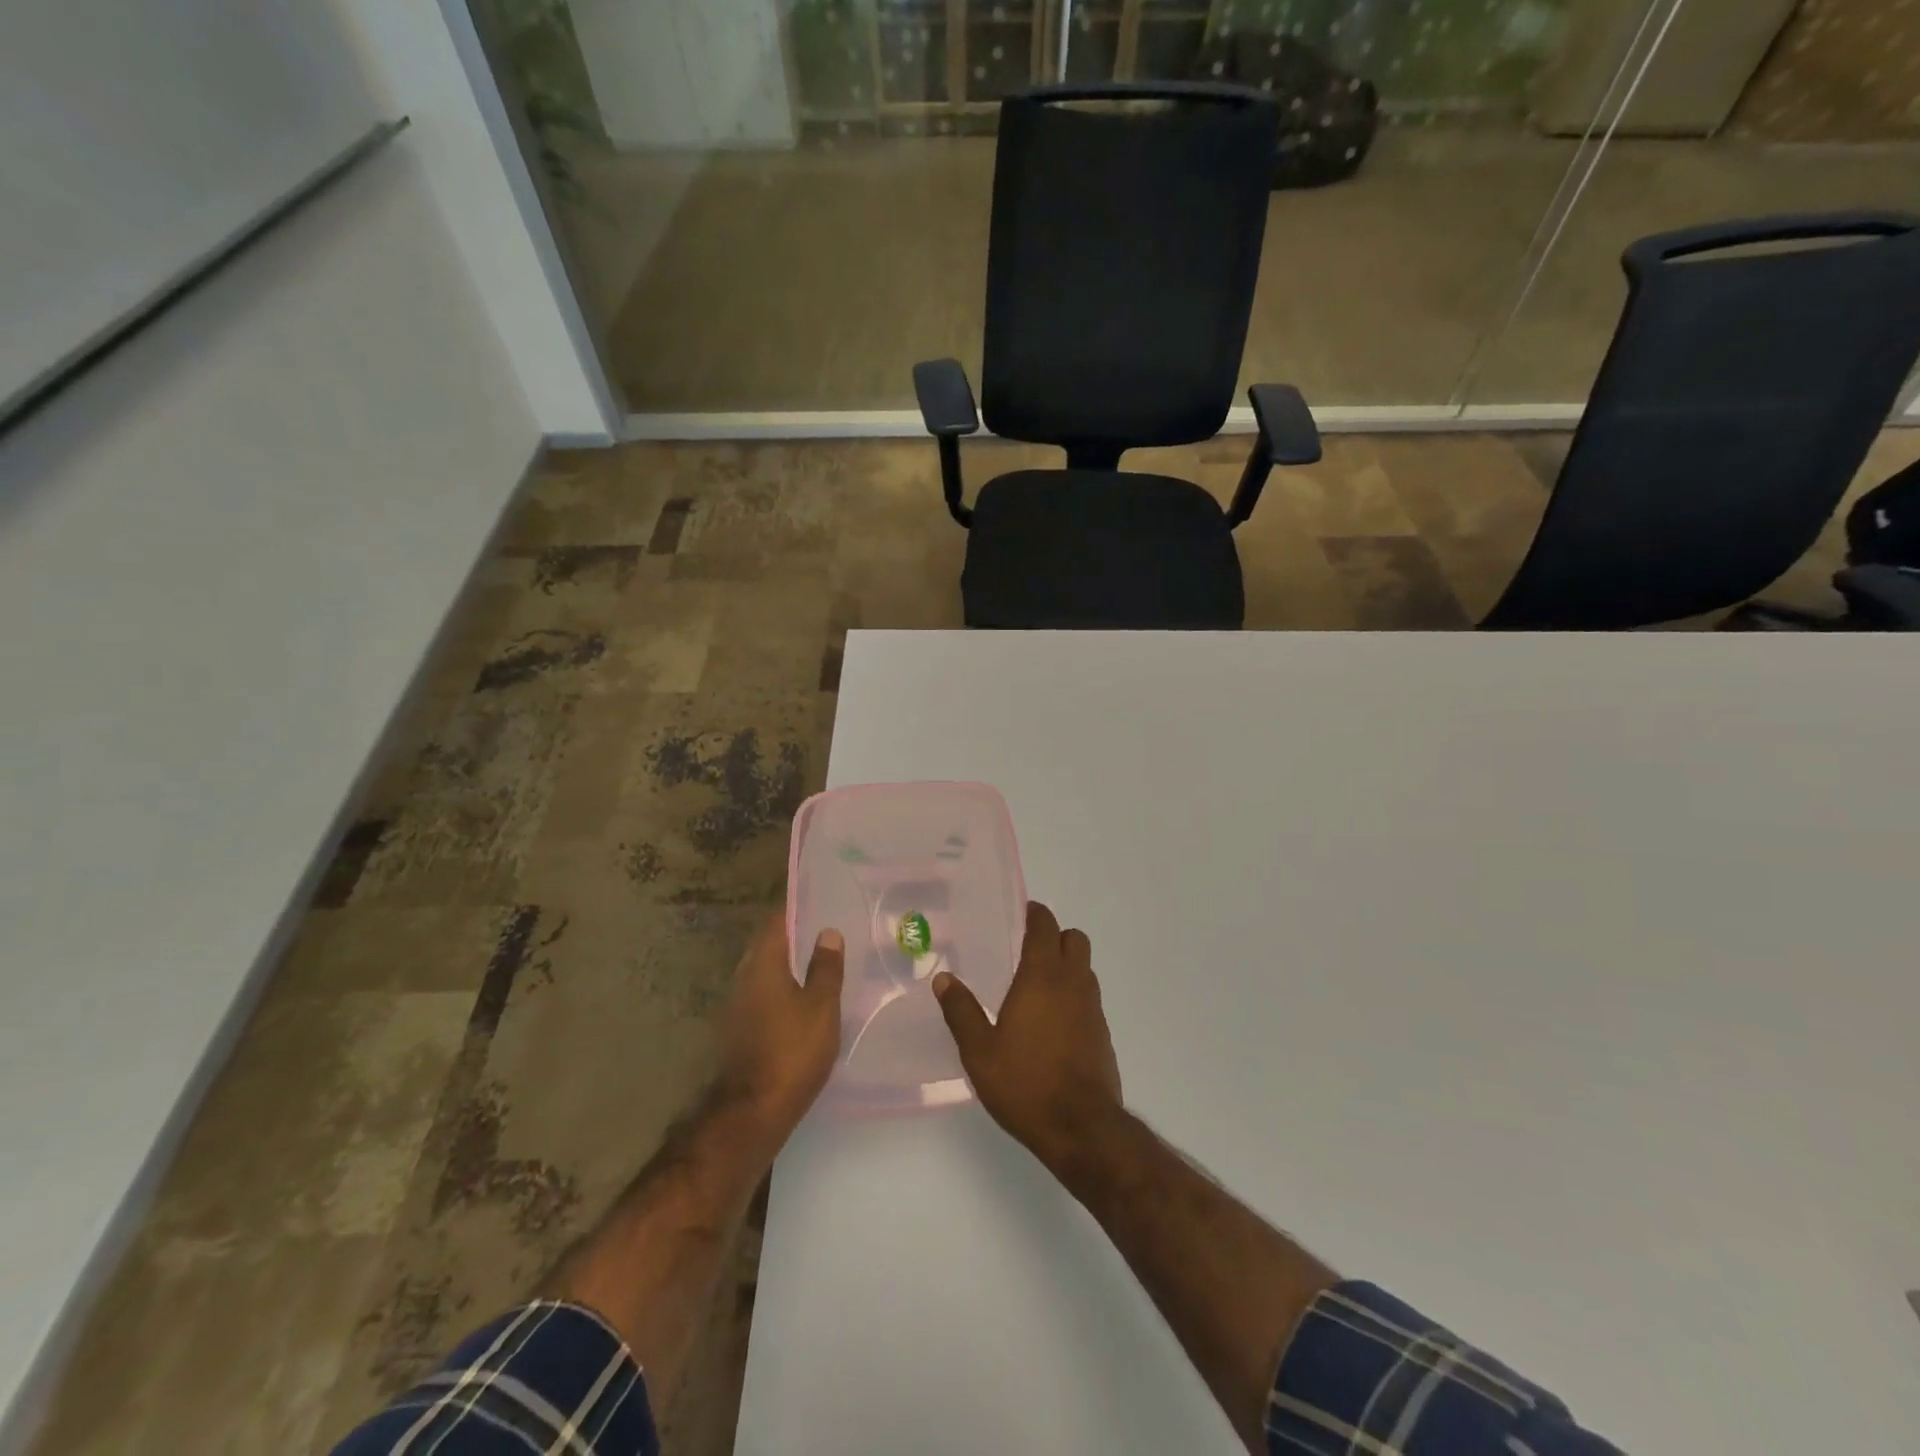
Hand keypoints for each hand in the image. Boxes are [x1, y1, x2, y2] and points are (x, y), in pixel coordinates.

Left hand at [715, 912, 844, 1143]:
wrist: (753, 1111)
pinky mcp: (739, 1028)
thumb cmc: (792, 1051)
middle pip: (769, 944)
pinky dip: (783, 986)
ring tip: (822, 961)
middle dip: (796, 935)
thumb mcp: (821, 1006)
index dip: (798, 908)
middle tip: (828, 929)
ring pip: (766, 970)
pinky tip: (805, 998)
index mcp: (763, 963)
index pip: (778, 921)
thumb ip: (825, 967)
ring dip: (790, 963)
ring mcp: (737, 1004)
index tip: (822, 900)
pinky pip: (763, 992)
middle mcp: (744, 976)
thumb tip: (827, 931)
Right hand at [932, 902, 1122, 1170]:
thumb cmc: (1025, 1083)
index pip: (1045, 927)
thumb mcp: (980, 1051)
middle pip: (1074, 939)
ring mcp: (1093, 1009)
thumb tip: (943, 978)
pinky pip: (1089, 998)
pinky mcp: (1103, 1034)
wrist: (1081, 1128)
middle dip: (1055, 936)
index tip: (1023, 913)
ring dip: (1067, 965)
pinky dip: (1074, 995)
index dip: (1035, 914)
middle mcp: (1073, 983)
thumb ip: (961, 1011)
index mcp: (1042, 977)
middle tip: (1028, 949)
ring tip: (1037, 985)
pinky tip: (1052, 1021)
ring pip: (1085, 968)